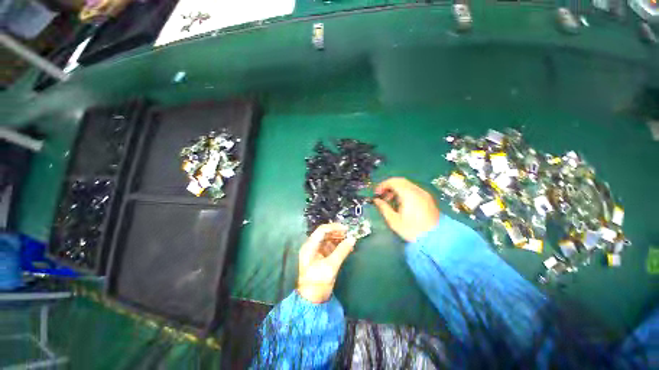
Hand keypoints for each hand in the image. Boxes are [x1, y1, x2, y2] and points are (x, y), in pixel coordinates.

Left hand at [297, 224, 355, 303]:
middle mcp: (311, 246)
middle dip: (337, 233)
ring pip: (328, 240)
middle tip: (349, 234)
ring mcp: (315, 252)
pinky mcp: (320, 257)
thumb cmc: (318, 283)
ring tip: (350, 240)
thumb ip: (342, 251)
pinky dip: (338, 246)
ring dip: (339, 239)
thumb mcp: (331, 266)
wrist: (311, 301)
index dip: (334, 227)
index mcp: (310, 246)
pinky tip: (347, 247)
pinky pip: (330, 247)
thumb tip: (352, 239)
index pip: (322, 230)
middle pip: (325, 234)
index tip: (346, 229)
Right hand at [373, 177, 439, 241]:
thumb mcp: (394, 221)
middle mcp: (417, 191)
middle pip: (400, 181)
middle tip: (382, 195)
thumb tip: (376, 200)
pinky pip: (413, 189)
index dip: (382, 185)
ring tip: (390, 200)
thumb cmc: (412, 231)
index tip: (376, 193)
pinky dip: (404, 191)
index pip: (393, 182)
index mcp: (409, 195)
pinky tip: (400, 202)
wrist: (435, 239)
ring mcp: (424, 194)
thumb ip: (383, 208)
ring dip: (396, 188)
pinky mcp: (427, 198)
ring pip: (407, 184)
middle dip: (388, 186)